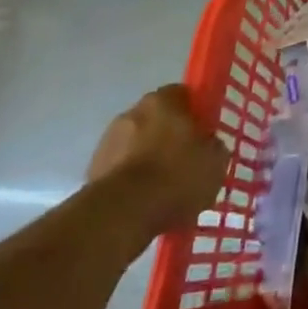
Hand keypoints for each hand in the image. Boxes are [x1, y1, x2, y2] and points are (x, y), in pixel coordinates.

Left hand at [86, 84, 227, 229]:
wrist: (123, 214)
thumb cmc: (176, 176)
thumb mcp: (216, 162)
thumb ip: (214, 147)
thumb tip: (209, 146)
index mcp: (164, 99)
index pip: (184, 95)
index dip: (196, 114)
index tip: (204, 135)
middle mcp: (133, 111)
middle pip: (157, 120)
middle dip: (169, 138)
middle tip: (185, 163)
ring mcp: (108, 141)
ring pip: (136, 146)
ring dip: (147, 160)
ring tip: (163, 191)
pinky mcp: (92, 171)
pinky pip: (121, 171)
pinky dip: (131, 183)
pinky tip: (144, 205)